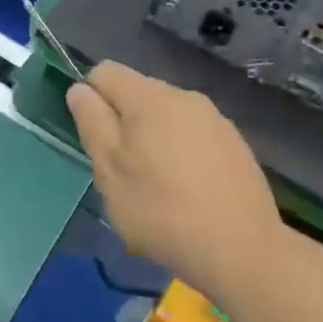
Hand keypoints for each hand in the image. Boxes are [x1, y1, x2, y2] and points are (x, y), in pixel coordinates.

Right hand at [66, 62, 280, 296]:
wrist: (242, 250)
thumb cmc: (162, 210)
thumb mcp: (110, 171)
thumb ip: (92, 123)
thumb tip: (80, 89)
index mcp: (150, 97)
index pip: (105, 72)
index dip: (90, 99)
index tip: (96, 141)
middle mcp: (184, 97)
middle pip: (137, 94)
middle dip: (122, 124)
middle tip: (122, 173)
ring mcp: (215, 120)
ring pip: (166, 117)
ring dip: (152, 140)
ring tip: (156, 188)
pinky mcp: (235, 145)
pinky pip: (193, 136)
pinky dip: (180, 155)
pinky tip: (187, 193)